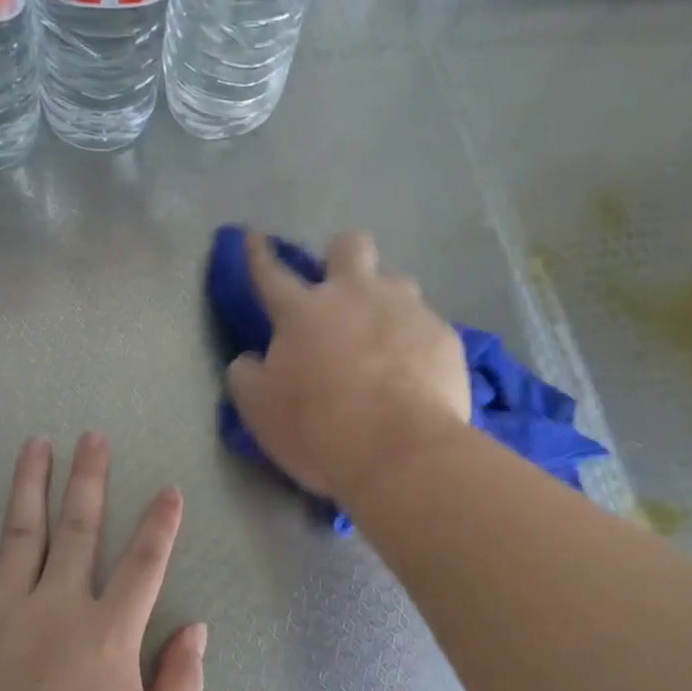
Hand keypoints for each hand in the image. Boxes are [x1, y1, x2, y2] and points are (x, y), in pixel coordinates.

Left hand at [0, 434, 207, 690]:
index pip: (144, 564)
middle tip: (93, 437)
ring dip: (30, 484)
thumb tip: (196, 628)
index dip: (161, 524)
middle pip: (79, 529)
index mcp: (108, 635)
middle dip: (90, 479)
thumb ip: (181, 685)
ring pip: (19, 533)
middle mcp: (56, 608)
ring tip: (37, 444)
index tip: (169, 491)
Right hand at [226, 230, 470, 502]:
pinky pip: (427, 327)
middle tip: (339, 290)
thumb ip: (247, 376)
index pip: (270, 272)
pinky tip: (415, 374)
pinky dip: (416, 343)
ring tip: (384, 340)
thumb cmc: (319, 430)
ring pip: (397, 282)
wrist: (402, 453)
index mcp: (303, 311)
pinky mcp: (444, 336)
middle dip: (341, 256)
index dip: (258, 254)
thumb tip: (250, 360)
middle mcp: (356, 295)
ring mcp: (406, 311)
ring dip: (385, 302)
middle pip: (350, 246)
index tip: (254, 238)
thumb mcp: (260, 410)